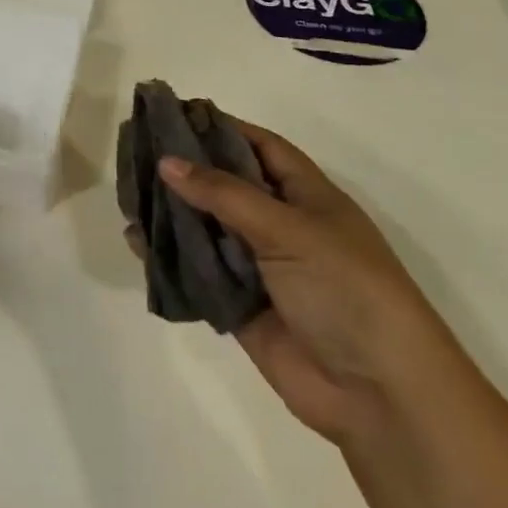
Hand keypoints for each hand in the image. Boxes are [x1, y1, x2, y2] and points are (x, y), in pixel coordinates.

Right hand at [159, 122, 459, 444]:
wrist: (380, 395)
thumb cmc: (346, 291)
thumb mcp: (289, 229)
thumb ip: (224, 194)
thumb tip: (166, 161)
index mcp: (308, 198)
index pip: (261, 147)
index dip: (223, 127)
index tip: (174, 112)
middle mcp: (281, 227)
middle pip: (225, 185)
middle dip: (184, 168)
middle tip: (135, 148)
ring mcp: (259, 268)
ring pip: (204, 227)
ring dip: (169, 211)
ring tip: (126, 191)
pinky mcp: (238, 305)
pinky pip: (195, 272)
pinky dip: (166, 256)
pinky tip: (135, 239)